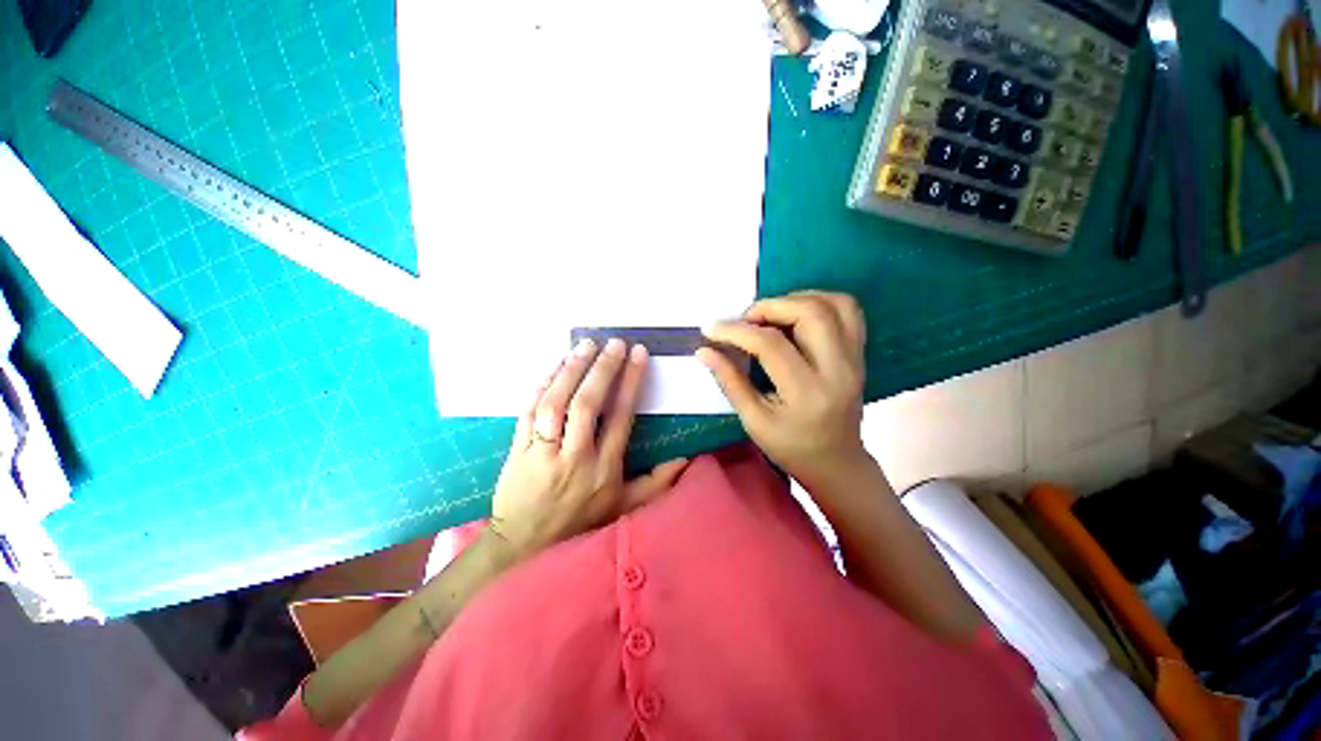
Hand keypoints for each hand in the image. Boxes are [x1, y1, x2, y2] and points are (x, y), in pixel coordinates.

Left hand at [490, 338, 688, 558]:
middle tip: (613, 343)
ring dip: (571, 370)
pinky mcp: (517, 449)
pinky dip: (541, 385)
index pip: (621, 417)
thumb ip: (656, 484)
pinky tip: (555, 366)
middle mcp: (575, 457)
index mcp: (604, 469)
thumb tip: (685, 459)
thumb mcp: (624, 509)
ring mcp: (543, 452)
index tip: (638, 354)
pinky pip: (527, 411)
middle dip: (602, 369)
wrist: (523, 547)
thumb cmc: (580, 524)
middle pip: (587, 405)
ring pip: (555, 403)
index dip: (631, 382)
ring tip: (585, 345)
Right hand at [698, 291, 871, 494]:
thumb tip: (705, 351)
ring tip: (769, 314)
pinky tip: (796, 313)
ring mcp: (855, 358)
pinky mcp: (860, 353)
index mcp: (807, 393)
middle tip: (744, 320)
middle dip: (768, 306)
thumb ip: (730, 381)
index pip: (770, 345)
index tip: (711, 329)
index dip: (736, 331)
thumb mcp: (754, 421)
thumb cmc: (791, 447)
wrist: (836, 461)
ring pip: (833, 304)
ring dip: (795, 299)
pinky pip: (848, 310)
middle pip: (809, 313)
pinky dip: (820, 300)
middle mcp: (838, 369)